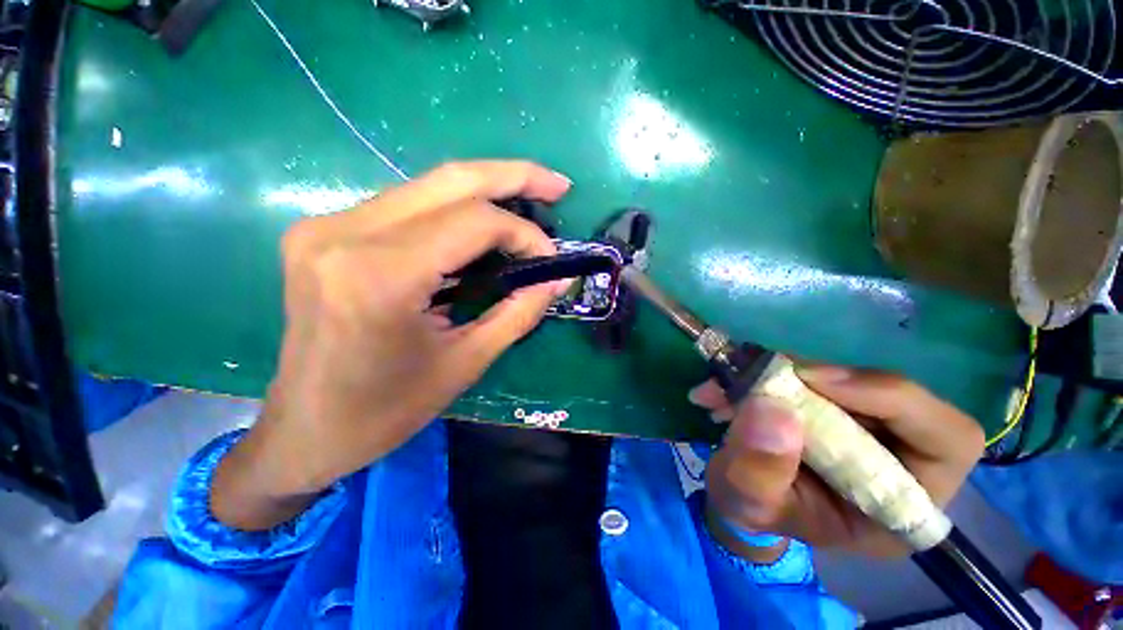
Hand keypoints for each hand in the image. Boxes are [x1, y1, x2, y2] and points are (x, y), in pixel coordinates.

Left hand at [212, 161, 571, 529]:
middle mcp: (344, 233)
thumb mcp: (467, 362)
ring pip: (427, 186)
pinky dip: (453, 209)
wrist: (306, 429)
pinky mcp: (324, 232)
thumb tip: (557, 279)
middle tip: (556, 185)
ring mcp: (326, 226)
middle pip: (449, 180)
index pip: (474, 223)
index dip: (523, 234)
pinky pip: (406, 205)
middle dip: (513, 176)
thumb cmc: (387, 409)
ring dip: (485, 189)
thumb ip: (519, 312)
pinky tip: (482, 223)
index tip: (551, 259)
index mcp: (380, 276)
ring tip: (529, 197)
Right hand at [693, 365, 984, 558]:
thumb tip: (772, 406)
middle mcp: (898, 458)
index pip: (947, 440)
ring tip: (723, 388)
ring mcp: (864, 426)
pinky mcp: (832, 404)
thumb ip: (760, 470)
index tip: (812, 379)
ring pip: (841, 378)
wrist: (739, 496)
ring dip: (777, 375)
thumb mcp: (748, 504)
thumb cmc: (754, 512)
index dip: (890, 398)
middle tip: (755, 376)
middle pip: (888, 396)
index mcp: (903, 504)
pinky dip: (765, 373)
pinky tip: (725, 387)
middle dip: (816, 381)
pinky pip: (808, 374)